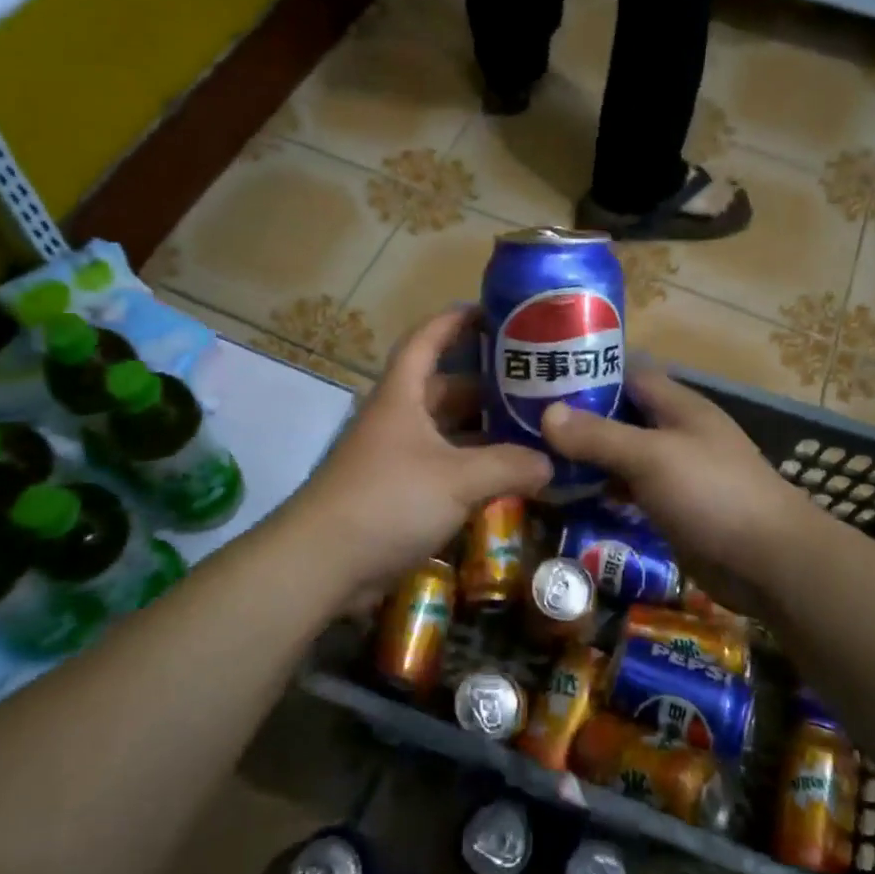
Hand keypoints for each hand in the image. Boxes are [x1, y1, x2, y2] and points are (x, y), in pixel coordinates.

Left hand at [291, 307, 551, 596]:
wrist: (323, 562)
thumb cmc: (388, 499)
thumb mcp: (455, 478)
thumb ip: (508, 466)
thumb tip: (551, 463)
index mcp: (402, 395)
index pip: (426, 340)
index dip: (454, 320)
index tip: (492, 311)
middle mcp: (399, 418)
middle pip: (445, 387)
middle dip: (486, 383)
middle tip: (534, 381)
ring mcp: (398, 456)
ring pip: (448, 431)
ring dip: (485, 430)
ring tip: (533, 426)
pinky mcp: (400, 492)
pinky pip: (446, 468)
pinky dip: (475, 468)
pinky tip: (509, 475)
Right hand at [541, 364, 818, 589]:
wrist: (771, 563)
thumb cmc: (713, 494)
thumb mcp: (651, 457)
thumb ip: (599, 436)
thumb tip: (546, 414)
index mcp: (678, 405)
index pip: (626, 373)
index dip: (588, 371)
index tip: (542, 376)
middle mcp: (676, 431)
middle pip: (621, 414)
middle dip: (579, 417)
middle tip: (526, 422)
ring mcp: (676, 471)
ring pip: (622, 453)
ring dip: (587, 455)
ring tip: (538, 456)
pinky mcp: (673, 506)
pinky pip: (630, 488)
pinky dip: (603, 488)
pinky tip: (570, 495)